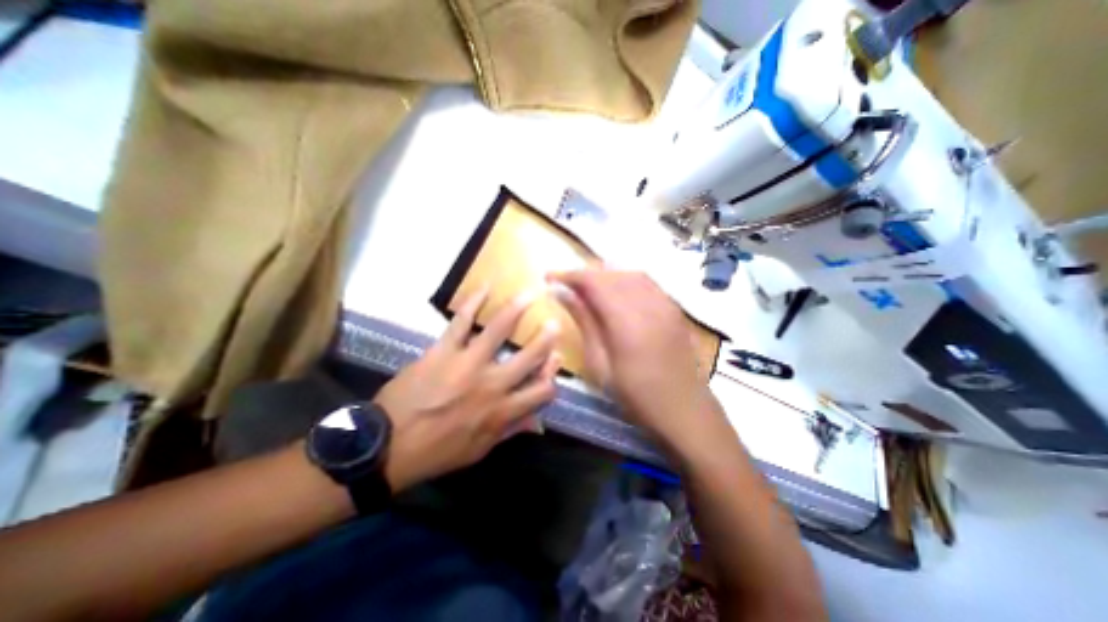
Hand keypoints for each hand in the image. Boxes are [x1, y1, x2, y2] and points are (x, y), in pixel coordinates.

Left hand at [375, 290, 564, 492]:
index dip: (553, 376)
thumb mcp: (479, 450)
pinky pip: (461, 321)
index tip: (555, 362)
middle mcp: (492, 383)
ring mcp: (468, 363)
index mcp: (502, 411)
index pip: (542, 391)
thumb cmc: (436, 452)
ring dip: (517, 309)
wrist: (387, 446)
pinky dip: (473, 302)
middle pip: (529, 356)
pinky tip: (485, 288)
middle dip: (546, 338)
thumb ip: (510, 431)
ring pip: (499, 330)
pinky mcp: (443, 350)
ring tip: (529, 294)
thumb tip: (538, 421)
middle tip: (554, 323)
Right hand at [546, 271, 723, 448]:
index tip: (549, 278)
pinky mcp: (675, 309)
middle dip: (585, 275)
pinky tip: (617, 293)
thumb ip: (584, 322)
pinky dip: (625, 281)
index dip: (569, 275)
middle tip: (566, 285)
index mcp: (626, 320)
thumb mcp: (600, 363)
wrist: (684, 410)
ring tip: (588, 288)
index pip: (593, 282)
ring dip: (605, 276)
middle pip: (611, 274)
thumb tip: (560, 293)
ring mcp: (666, 303)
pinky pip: (646, 283)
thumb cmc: (635, 395)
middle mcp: (648, 303)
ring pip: (630, 274)